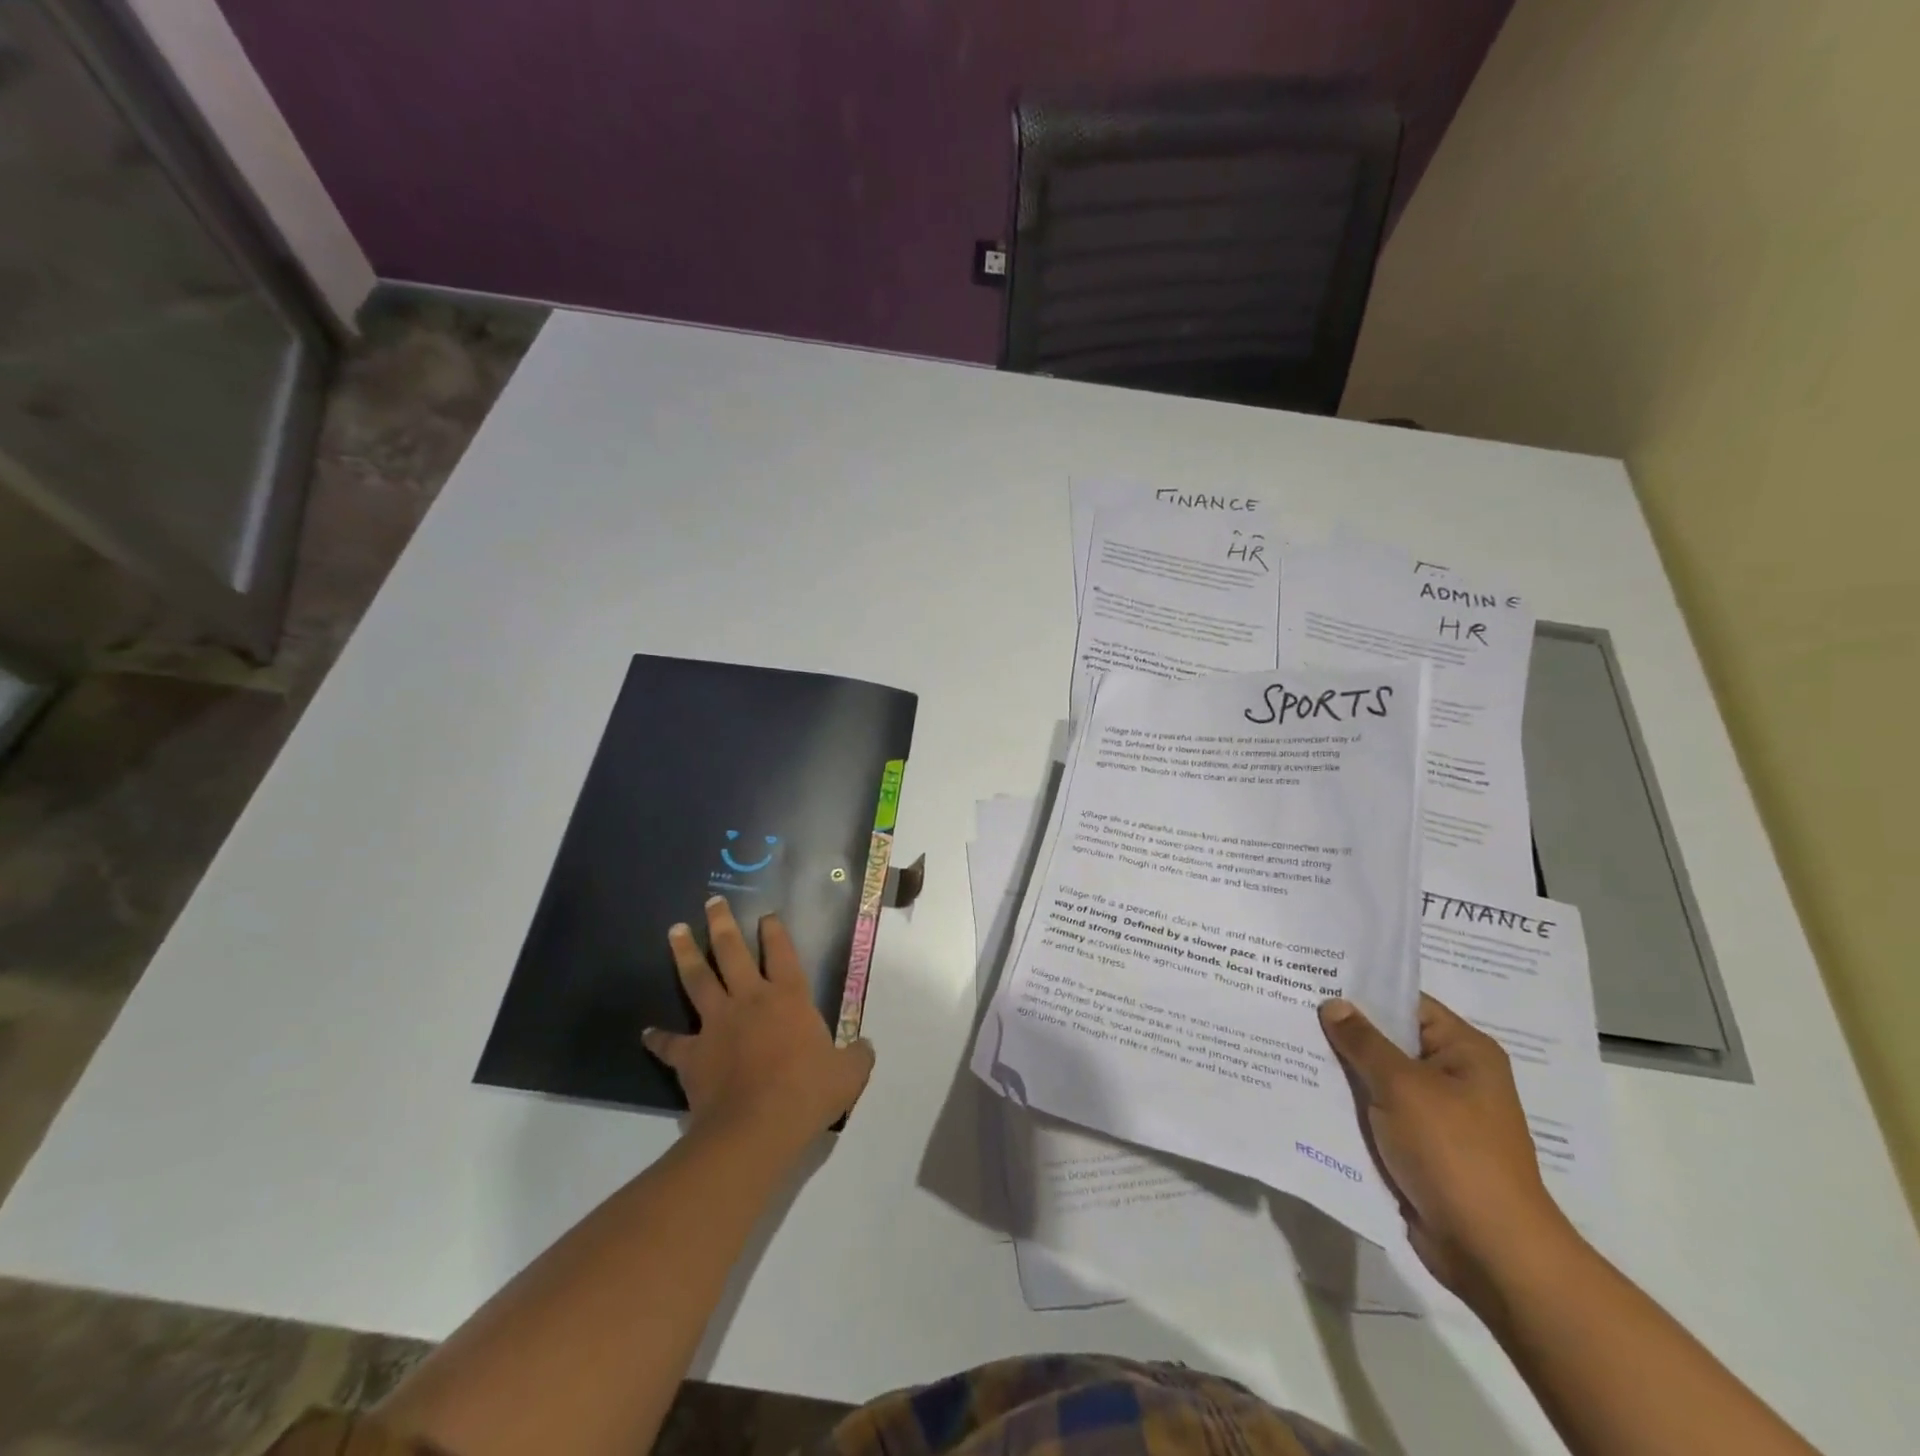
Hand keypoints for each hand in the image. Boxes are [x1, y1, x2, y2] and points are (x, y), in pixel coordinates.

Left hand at [643, 897, 874, 1149]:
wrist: (756, 1128)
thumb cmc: (807, 1092)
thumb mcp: (849, 1073)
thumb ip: (857, 1055)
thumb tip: (864, 1047)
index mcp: (789, 998)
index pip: (782, 954)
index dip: (775, 932)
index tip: (766, 915)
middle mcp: (750, 1000)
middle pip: (732, 952)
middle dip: (722, 924)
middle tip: (712, 902)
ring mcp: (717, 1024)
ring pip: (697, 979)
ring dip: (685, 953)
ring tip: (675, 930)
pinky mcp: (692, 1054)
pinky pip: (671, 1043)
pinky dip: (658, 1038)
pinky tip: (646, 1033)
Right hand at [1318, 994, 1573, 1302]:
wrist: (1490, 1251)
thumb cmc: (1454, 1153)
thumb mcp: (1403, 1087)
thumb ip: (1363, 1042)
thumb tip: (1333, 1004)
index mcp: (1464, 1051)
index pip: (1406, 1003)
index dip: (1362, 991)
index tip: (1314, 978)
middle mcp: (1453, 1076)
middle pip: (1389, 1040)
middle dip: (1343, 1031)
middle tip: (1289, 1007)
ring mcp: (1436, 1114)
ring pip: (1377, 1078)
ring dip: (1341, 1070)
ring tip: (1287, 1043)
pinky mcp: (1418, 1147)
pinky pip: (1376, 1112)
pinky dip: (1348, 1104)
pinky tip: (1306, 1090)